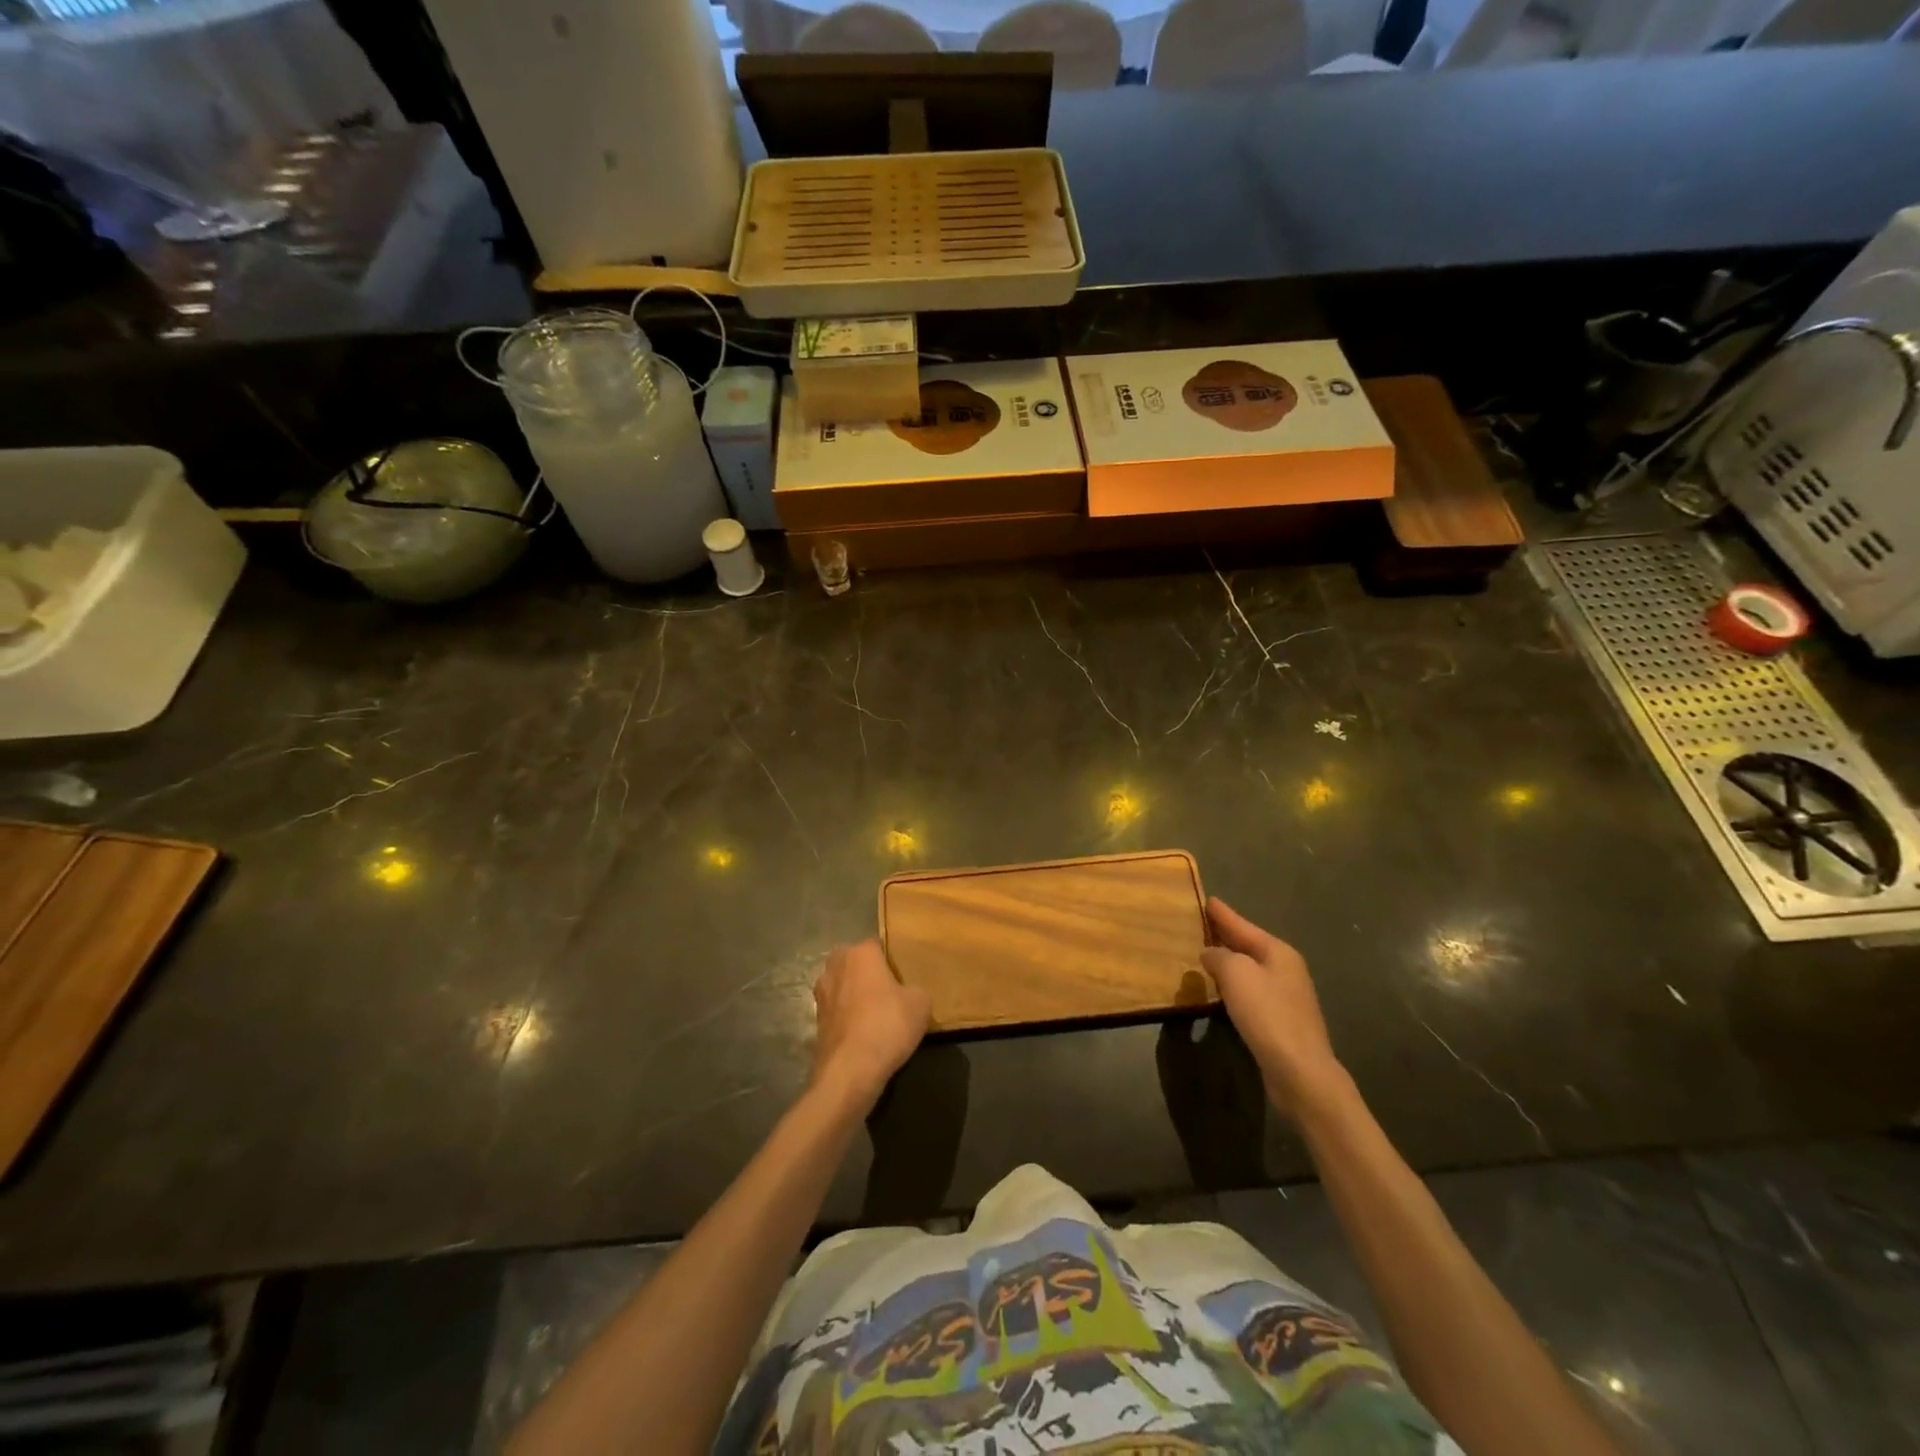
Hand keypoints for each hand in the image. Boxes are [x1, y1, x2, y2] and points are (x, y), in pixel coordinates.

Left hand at [810, 939, 930, 1108]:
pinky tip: (863, 1033)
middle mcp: (835, 966)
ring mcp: (821, 993)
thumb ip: (916, 989)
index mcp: (860, 953)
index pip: (878, 945)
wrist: (850, 1071)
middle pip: (855, 962)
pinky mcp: (815, 1020)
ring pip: (843, 986)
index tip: (903, 977)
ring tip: (876, 1015)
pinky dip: (847, 1018)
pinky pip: (837, 1010)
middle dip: (868, 974)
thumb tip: (909, 993)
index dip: (891, 961)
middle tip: (890, 993)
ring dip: (855, 995)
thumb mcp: (921, 1003)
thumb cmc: (887, 1025)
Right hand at [1203, 898, 1347, 1121]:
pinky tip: (1221, 990)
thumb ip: (1219, 956)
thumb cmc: (1268, 1014)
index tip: (1207, 899)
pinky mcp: (1282, 1021)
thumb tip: (1211, 954)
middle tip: (1202, 924)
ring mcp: (1287, 995)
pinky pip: (1252, 991)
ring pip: (1251, 969)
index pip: (1243, 925)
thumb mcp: (1236, 974)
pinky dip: (1235, 985)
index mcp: (1278, 952)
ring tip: (1205, 954)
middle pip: (1249, 945)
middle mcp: (1286, 969)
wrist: (1300, 1071)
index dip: (1223, 914)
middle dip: (1226, 935)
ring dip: (1229, 961)